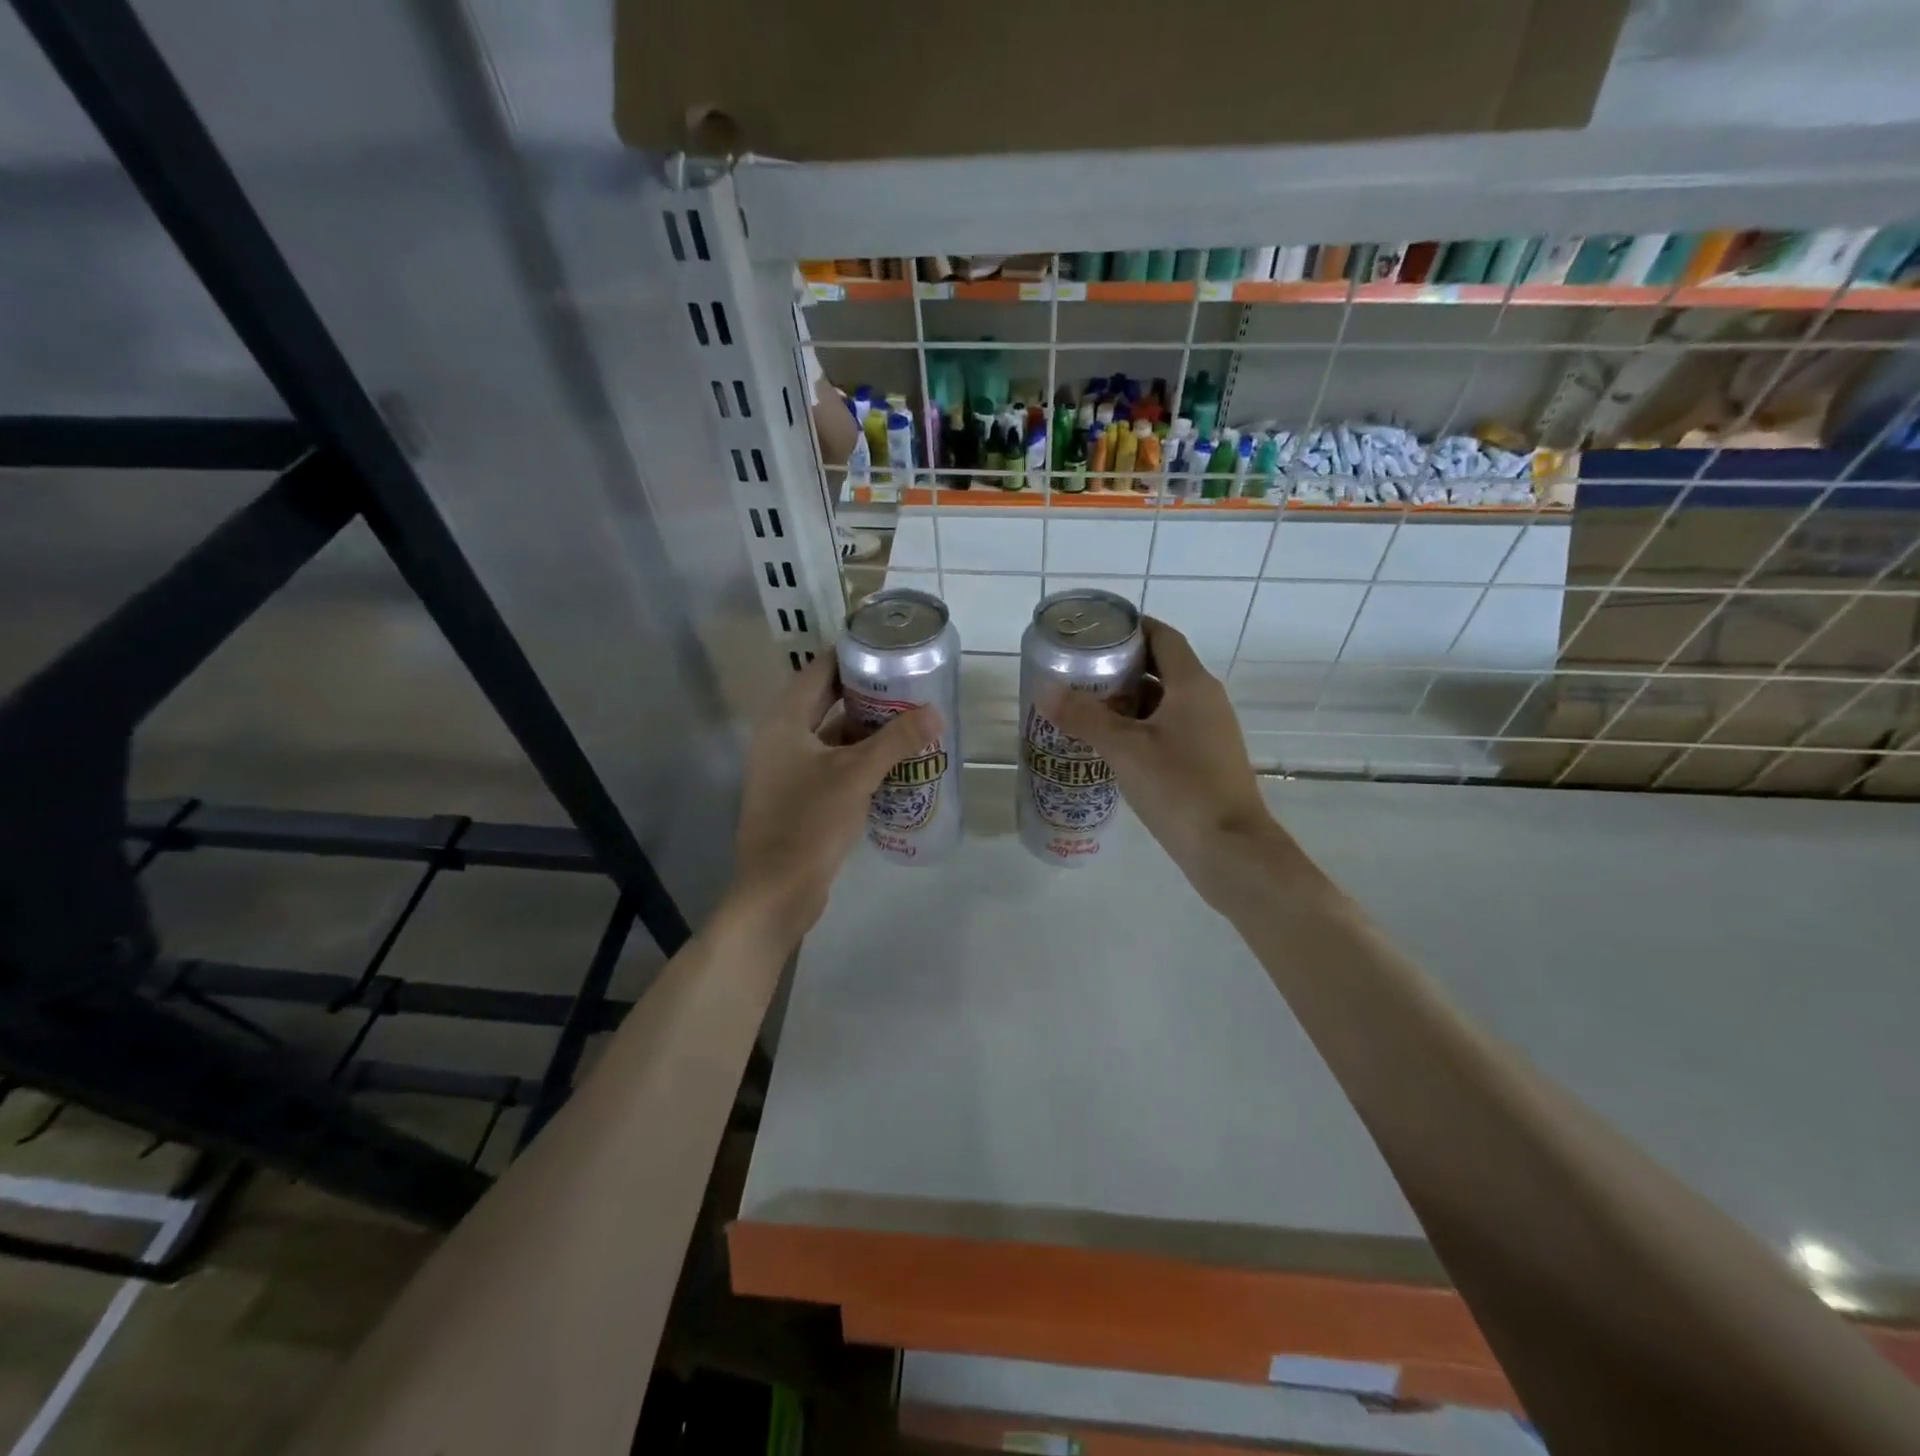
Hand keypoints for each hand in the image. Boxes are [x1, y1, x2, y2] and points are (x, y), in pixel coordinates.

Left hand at [728, 655, 939, 944]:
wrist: (778, 888)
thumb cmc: (811, 821)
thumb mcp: (857, 774)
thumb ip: (896, 740)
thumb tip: (935, 711)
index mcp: (785, 720)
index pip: (819, 669)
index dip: (853, 656)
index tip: (890, 650)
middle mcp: (780, 737)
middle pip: (825, 700)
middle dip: (866, 693)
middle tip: (908, 685)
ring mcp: (786, 768)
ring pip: (830, 734)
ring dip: (865, 728)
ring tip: (908, 718)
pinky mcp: (797, 794)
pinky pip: (830, 762)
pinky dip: (857, 757)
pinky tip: (891, 760)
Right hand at [1048, 619, 1294, 905]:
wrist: (1230, 849)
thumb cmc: (1179, 787)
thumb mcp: (1124, 749)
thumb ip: (1084, 717)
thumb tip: (1045, 690)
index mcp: (1193, 685)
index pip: (1162, 637)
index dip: (1130, 628)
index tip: (1093, 632)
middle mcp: (1206, 701)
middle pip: (1161, 668)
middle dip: (1120, 667)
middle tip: (1078, 673)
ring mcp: (1209, 732)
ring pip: (1163, 702)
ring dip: (1127, 701)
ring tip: (1084, 707)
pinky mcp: (1205, 761)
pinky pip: (1168, 730)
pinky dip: (1139, 728)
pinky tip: (1110, 746)